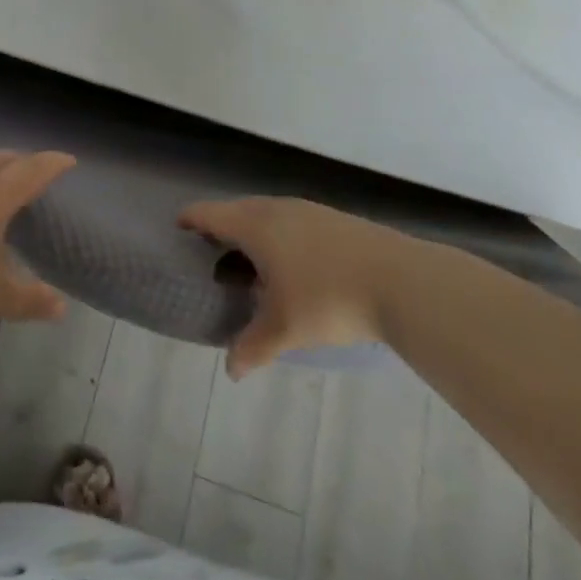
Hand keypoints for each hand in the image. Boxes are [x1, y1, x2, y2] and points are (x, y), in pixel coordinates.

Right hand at [179, 197, 417, 377]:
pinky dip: (281, 237)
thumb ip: (253, 346)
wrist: (403, 281)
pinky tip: (294, 267)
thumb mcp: (285, 329)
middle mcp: (276, 208)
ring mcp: (308, 210)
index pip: (208, 213)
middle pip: (235, 210)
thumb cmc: (329, 299)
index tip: (177, 234)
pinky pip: (292, 221)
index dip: (189, 222)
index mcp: (254, 225)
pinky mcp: (334, 219)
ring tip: (252, 266)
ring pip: (267, 214)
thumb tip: (231, 370)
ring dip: (253, 234)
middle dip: (220, 230)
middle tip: (212, 258)